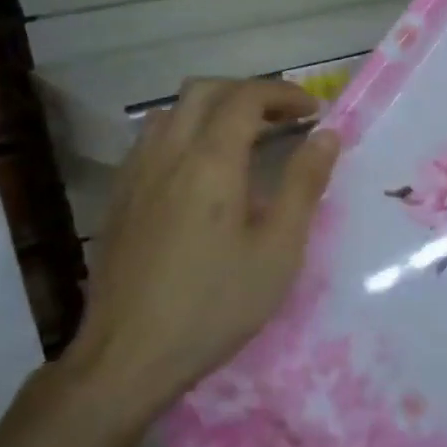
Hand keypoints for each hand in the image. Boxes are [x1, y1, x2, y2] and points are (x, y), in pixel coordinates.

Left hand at [55, 78, 340, 440]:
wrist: (129, 355)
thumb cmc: (215, 305)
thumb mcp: (278, 250)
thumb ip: (303, 185)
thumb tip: (327, 136)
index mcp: (210, 162)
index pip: (246, 97)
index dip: (283, 94)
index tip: (314, 112)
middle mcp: (167, 154)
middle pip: (203, 91)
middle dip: (248, 93)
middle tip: (283, 119)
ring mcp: (135, 174)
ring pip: (172, 112)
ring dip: (212, 110)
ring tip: (244, 140)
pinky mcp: (118, 198)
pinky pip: (151, 141)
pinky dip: (185, 133)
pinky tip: (200, 174)